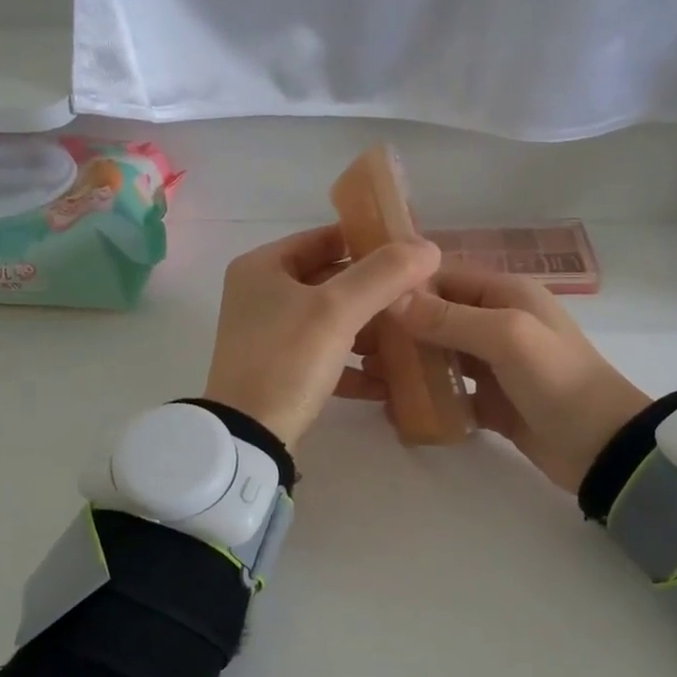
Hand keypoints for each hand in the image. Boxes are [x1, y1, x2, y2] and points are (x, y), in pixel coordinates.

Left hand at [203, 226, 440, 450]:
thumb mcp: (337, 310)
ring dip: (370, 330)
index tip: (411, 252)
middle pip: (331, 281)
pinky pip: (326, 357)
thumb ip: (383, 275)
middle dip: (375, 292)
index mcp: (264, 267)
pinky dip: (354, 366)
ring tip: (411, 338)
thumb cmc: (287, 360)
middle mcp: (262, 296)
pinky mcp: (281, 372)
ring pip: (332, 321)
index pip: (325, 238)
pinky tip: (388, 381)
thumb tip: (428, 247)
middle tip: (420, 296)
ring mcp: (270, 336)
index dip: (369, 241)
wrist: (248, 437)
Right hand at [386, 269, 648, 491]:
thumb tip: (393, 299)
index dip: (407, 288)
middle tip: (358, 345)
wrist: (603, 448)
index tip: (365, 303)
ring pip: (442, 354)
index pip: (445, 278)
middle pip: (438, 317)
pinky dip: (428, 397)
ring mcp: (496, 365)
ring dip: (410, 363)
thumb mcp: (507, 337)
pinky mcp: (493, 401)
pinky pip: (452, 392)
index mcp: (507, 294)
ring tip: (369, 375)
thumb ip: (450, 318)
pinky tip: (396, 407)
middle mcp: (499, 322)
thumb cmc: (558, 380)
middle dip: (401, 329)